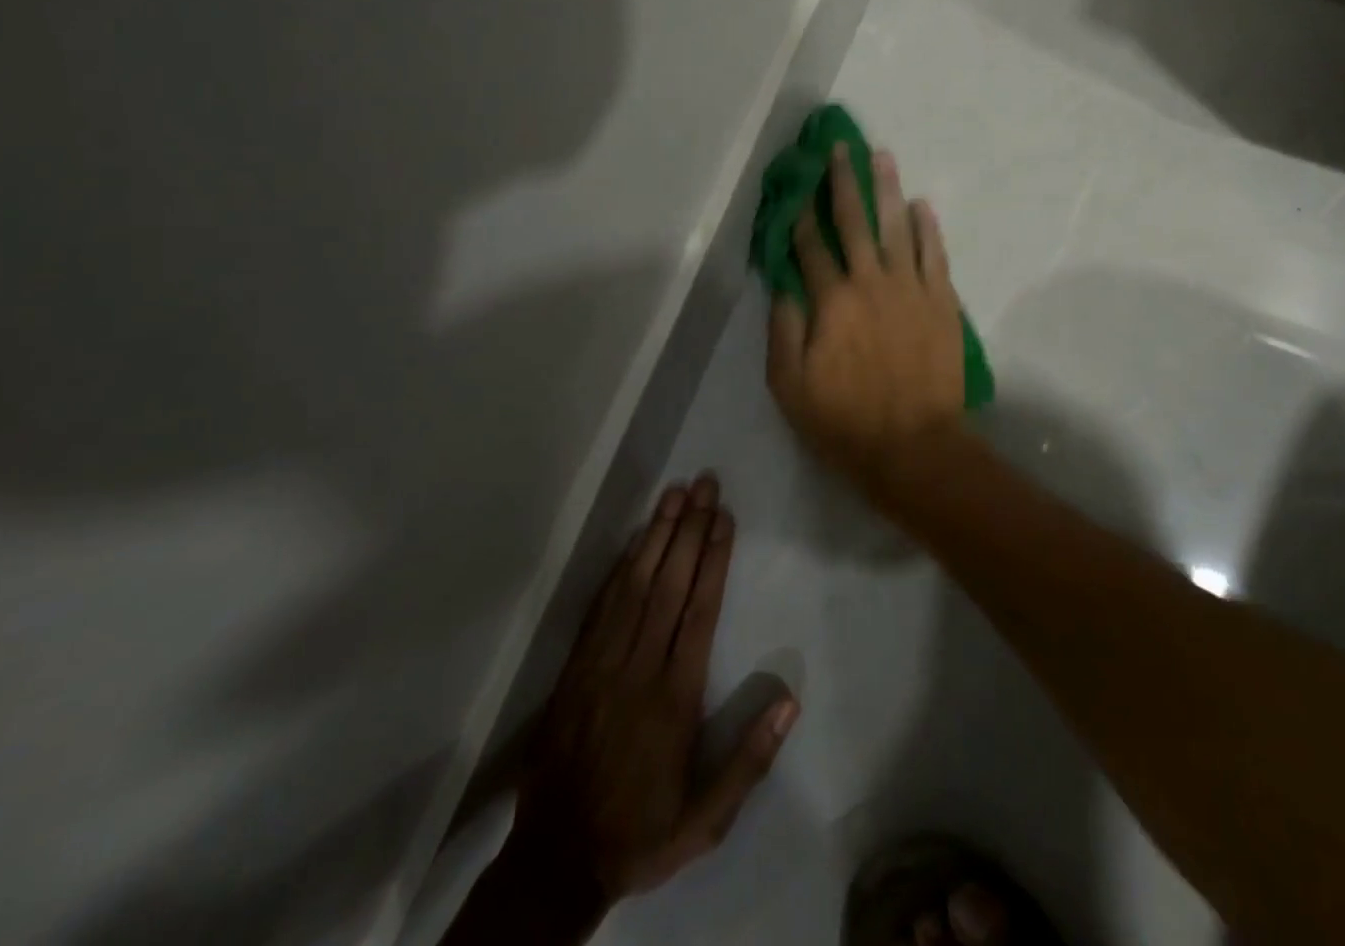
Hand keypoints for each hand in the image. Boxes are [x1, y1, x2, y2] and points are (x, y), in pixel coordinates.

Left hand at [473, 476, 797, 942]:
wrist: (554, 861)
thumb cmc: (641, 832)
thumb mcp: (705, 821)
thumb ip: (748, 763)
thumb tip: (790, 702)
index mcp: (674, 700)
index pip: (699, 612)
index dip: (713, 559)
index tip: (724, 517)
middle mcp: (639, 669)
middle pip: (668, 585)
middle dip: (689, 529)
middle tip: (704, 484)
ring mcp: (602, 665)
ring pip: (634, 586)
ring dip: (657, 535)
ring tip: (675, 494)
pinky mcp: (576, 669)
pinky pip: (601, 607)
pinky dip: (620, 568)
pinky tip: (636, 539)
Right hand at [767, 146, 966, 496]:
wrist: (915, 446)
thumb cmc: (845, 421)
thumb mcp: (790, 385)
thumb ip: (784, 329)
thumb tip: (784, 284)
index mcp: (832, 301)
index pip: (811, 248)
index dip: (801, 217)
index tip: (797, 190)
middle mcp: (871, 282)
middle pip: (854, 222)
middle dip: (844, 183)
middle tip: (841, 149)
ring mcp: (911, 289)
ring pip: (897, 227)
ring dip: (888, 190)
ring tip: (882, 156)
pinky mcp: (943, 302)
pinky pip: (935, 254)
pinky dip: (929, 227)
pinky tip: (923, 205)